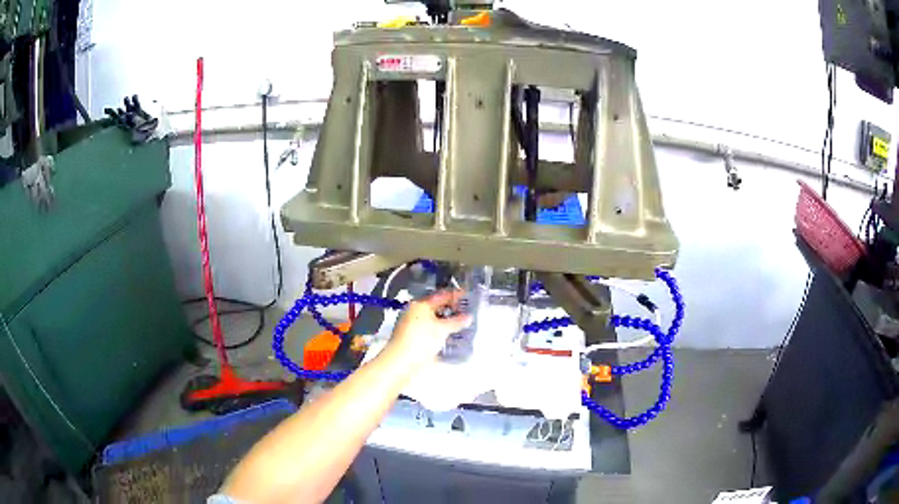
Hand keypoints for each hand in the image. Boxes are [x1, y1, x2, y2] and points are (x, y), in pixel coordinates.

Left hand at [384, 290, 472, 370]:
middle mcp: (414, 313)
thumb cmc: (420, 340)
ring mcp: (412, 326)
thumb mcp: (442, 329)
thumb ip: (456, 322)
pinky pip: (430, 331)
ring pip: (433, 320)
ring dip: (446, 322)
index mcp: (419, 305)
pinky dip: (440, 332)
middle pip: (436, 308)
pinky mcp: (413, 339)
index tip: (467, 296)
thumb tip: (468, 317)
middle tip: (466, 312)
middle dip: (451, 310)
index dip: (454, 295)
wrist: (401, 361)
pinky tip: (450, 337)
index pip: (440, 296)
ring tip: (461, 325)